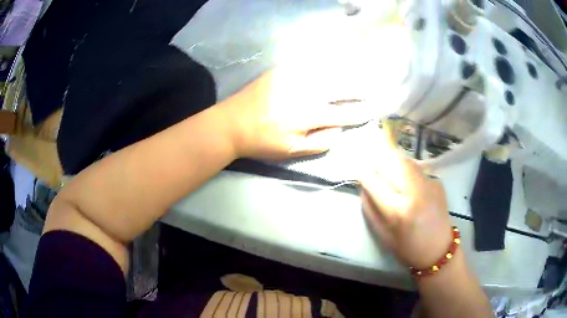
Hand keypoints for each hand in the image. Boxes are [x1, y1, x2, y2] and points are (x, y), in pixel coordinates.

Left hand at [217, 70, 378, 159]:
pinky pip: (308, 63)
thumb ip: (320, 141)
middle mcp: (305, 92)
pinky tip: (332, 65)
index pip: (343, 113)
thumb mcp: (292, 151)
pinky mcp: (281, 70)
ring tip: (358, 75)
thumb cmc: (262, 141)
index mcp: (308, 116)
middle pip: (340, 87)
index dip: (361, 112)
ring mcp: (292, 77)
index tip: (374, 110)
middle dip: (359, 88)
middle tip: (371, 89)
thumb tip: (340, 128)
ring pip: (327, 72)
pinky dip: (324, 64)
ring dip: (346, 73)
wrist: (230, 124)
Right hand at [358, 124, 452, 268]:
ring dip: (391, 161)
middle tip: (371, 167)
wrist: (439, 249)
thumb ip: (370, 209)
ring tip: (386, 169)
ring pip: (404, 160)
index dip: (363, 174)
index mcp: (399, 211)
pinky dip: (405, 168)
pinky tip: (404, 179)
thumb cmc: (408, 248)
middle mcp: (415, 192)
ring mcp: (429, 184)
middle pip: (391, 162)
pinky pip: (416, 168)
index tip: (358, 172)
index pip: (374, 182)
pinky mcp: (436, 182)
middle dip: (377, 161)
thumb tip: (363, 187)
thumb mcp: (382, 235)